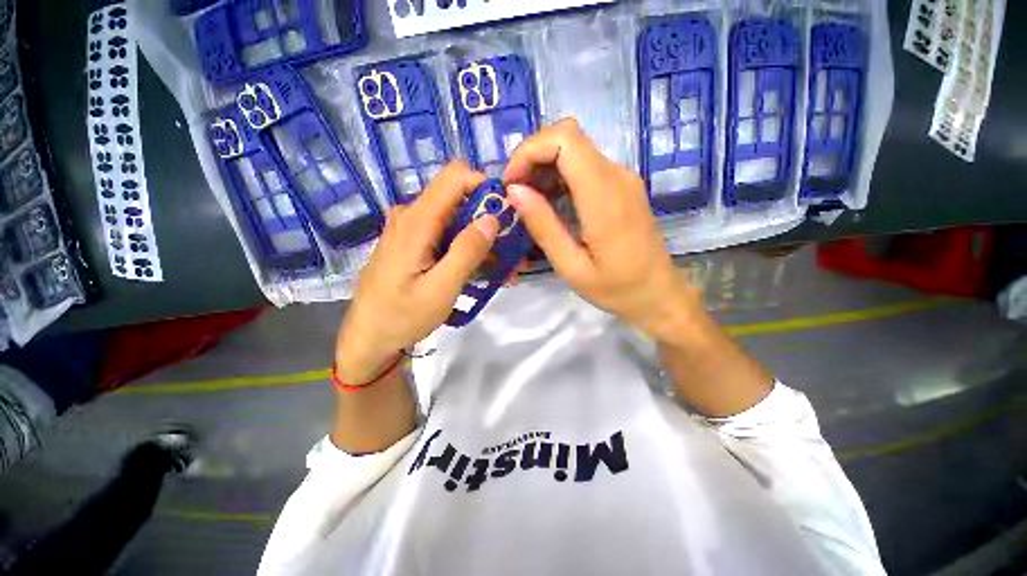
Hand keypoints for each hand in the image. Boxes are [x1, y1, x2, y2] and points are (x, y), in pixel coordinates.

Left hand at [336, 162, 497, 383]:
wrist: (368, 338)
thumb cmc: (402, 317)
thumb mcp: (441, 289)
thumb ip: (467, 251)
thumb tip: (491, 219)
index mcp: (417, 221)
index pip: (455, 176)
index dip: (485, 185)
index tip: (507, 213)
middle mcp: (411, 216)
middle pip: (459, 198)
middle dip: (489, 220)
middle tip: (512, 251)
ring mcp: (410, 229)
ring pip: (455, 219)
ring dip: (481, 239)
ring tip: (504, 269)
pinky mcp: (412, 243)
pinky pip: (445, 235)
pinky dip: (467, 248)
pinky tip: (481, 271)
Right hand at [504, 118, 699, 343]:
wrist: (659, 293)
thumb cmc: (615, 288)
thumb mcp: (571, 266)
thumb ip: (543, 226)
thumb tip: (514, 190)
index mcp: (604, 196)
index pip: (565, 139)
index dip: (530, 150)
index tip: (511, 183)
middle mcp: (616, 175)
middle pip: (568, 137)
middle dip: (532, 157)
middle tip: (516, 193)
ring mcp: (622, 178)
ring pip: (574, 149)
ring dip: (544, 167)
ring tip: (529, 202)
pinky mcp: (622, 186)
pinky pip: (585, 166)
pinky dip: (559, 176)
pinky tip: (551, 204)